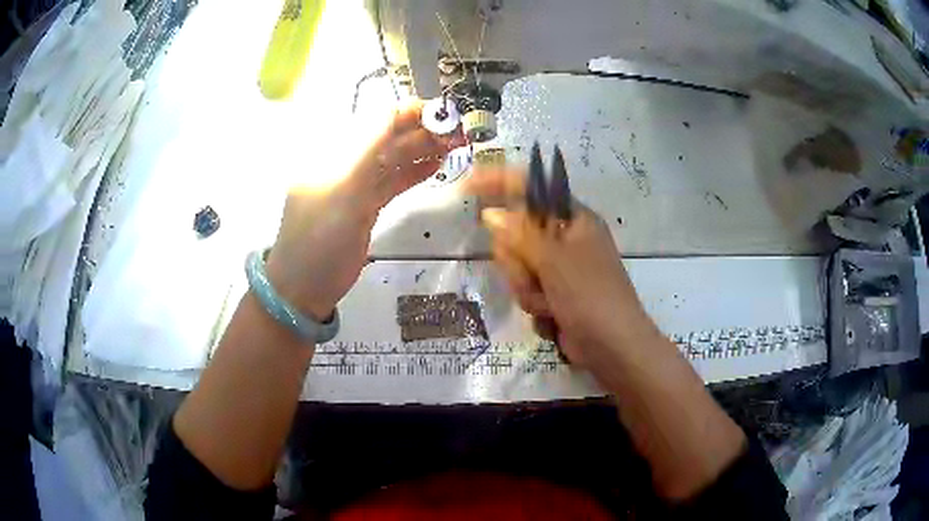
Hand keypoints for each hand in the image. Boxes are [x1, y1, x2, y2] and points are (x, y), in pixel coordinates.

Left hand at [266, 101, 461, 320]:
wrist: (306, 287)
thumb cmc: (319, 238)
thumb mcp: (342, 190)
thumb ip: (369, 147)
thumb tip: (398, 108)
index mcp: (331, 150)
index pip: (375, 119)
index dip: (410, 112)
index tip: (444, 113)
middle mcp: (344, 161)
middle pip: (387, 136)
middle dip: (422, 130)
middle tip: (459, 132)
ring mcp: (355, 184)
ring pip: (393, 158)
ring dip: (422, 149)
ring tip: (455, 145)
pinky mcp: (365, 204)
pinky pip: (393, 181)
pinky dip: (414, 172)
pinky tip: (437, 164)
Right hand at [465, 168, 660, 369]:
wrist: (612, 348)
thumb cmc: (589, 295)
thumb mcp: (554, 259)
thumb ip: (519, 234)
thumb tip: (491, 215)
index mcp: (573, 219)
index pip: (532, 188)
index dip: (499, 183)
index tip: (467, 186)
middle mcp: (566, 240)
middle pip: (516, 235)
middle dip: (518, 261)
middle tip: (534, 274)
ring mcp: (560, 270)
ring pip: (518, 268)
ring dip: (528, 289)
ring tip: (550, 303)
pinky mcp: (555, 296)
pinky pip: (527, 291)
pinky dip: (536, 307)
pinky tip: (554, 318)